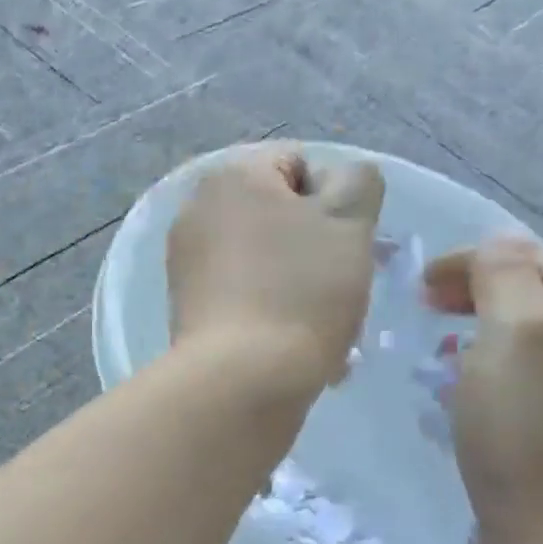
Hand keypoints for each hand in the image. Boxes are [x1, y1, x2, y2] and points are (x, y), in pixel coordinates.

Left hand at [167, 147, 383, 391]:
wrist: (240, 379)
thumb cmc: (301, 291)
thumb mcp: (349, 222)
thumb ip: (357, 183)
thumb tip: (340, 181)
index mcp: (231, 176)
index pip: (299, 164)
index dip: (335, 201)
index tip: (346, 245)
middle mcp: (197, 210)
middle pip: (278, 216)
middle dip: (315, 247)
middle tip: (340, 287)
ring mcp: (185, 261)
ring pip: (264, 260)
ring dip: (298, 283)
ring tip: (322, 325)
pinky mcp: (185, 306)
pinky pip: (241, 294)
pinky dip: (269, 310)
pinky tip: (292, 343)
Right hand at [424, 237, 542, 543]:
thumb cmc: (527, 432)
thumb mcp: (514, 333)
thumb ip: (505, 275)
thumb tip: (499, 241)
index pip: (530, 256)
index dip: (471, 260)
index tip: (419, 287)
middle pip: (534, 296)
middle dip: (477, 292)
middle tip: (424, 311)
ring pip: (526, 342)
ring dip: (479, 335)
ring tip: (438, 355)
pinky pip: (523, 385)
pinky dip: (487, 376)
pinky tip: (462, 403)